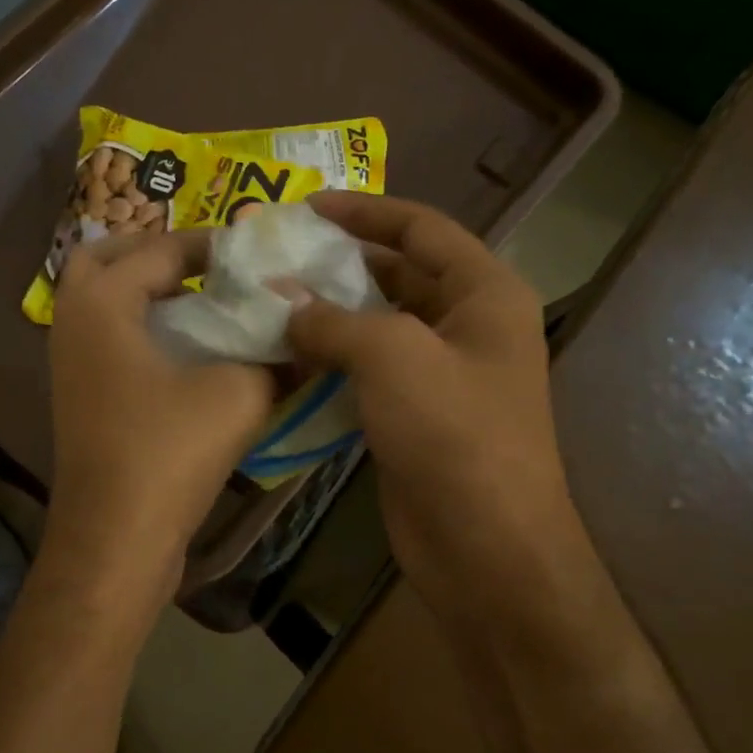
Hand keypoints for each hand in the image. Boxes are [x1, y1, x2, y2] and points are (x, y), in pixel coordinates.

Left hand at [46, 230, 276, 595]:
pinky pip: (106, 339)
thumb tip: (303, 339)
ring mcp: (70, 363)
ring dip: (146, 292)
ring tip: (203, 304)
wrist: (116, 538)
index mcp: (103, 303)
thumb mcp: (238, 395)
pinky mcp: (81, 397)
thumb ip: (274, 357)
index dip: (210, 245)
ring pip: (102, 302)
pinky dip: (140, 329)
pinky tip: (188, 353)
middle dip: (154, 253)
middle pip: (105, 259)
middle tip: (205, 266)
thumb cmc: (168, 453)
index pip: (159, 249)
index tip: (253, 252)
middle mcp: (74, 323)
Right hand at [285, 194, 600, 648]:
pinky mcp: (414, 415)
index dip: (365, 212)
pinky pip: (367, 372)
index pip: (422, 228)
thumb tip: (285, 305)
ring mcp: (441, 374)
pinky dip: (330, 362)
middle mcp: (467, 326)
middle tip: (275, 258)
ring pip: (377, 327)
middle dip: (340, 265)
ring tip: (268, 304)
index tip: (307, 207)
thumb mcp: (393, 357)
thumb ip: (334, 319)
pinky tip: (285, 358)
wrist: (484, 545)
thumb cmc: (453, 434)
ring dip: (329, 316)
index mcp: (484, 294)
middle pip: (398, 275)